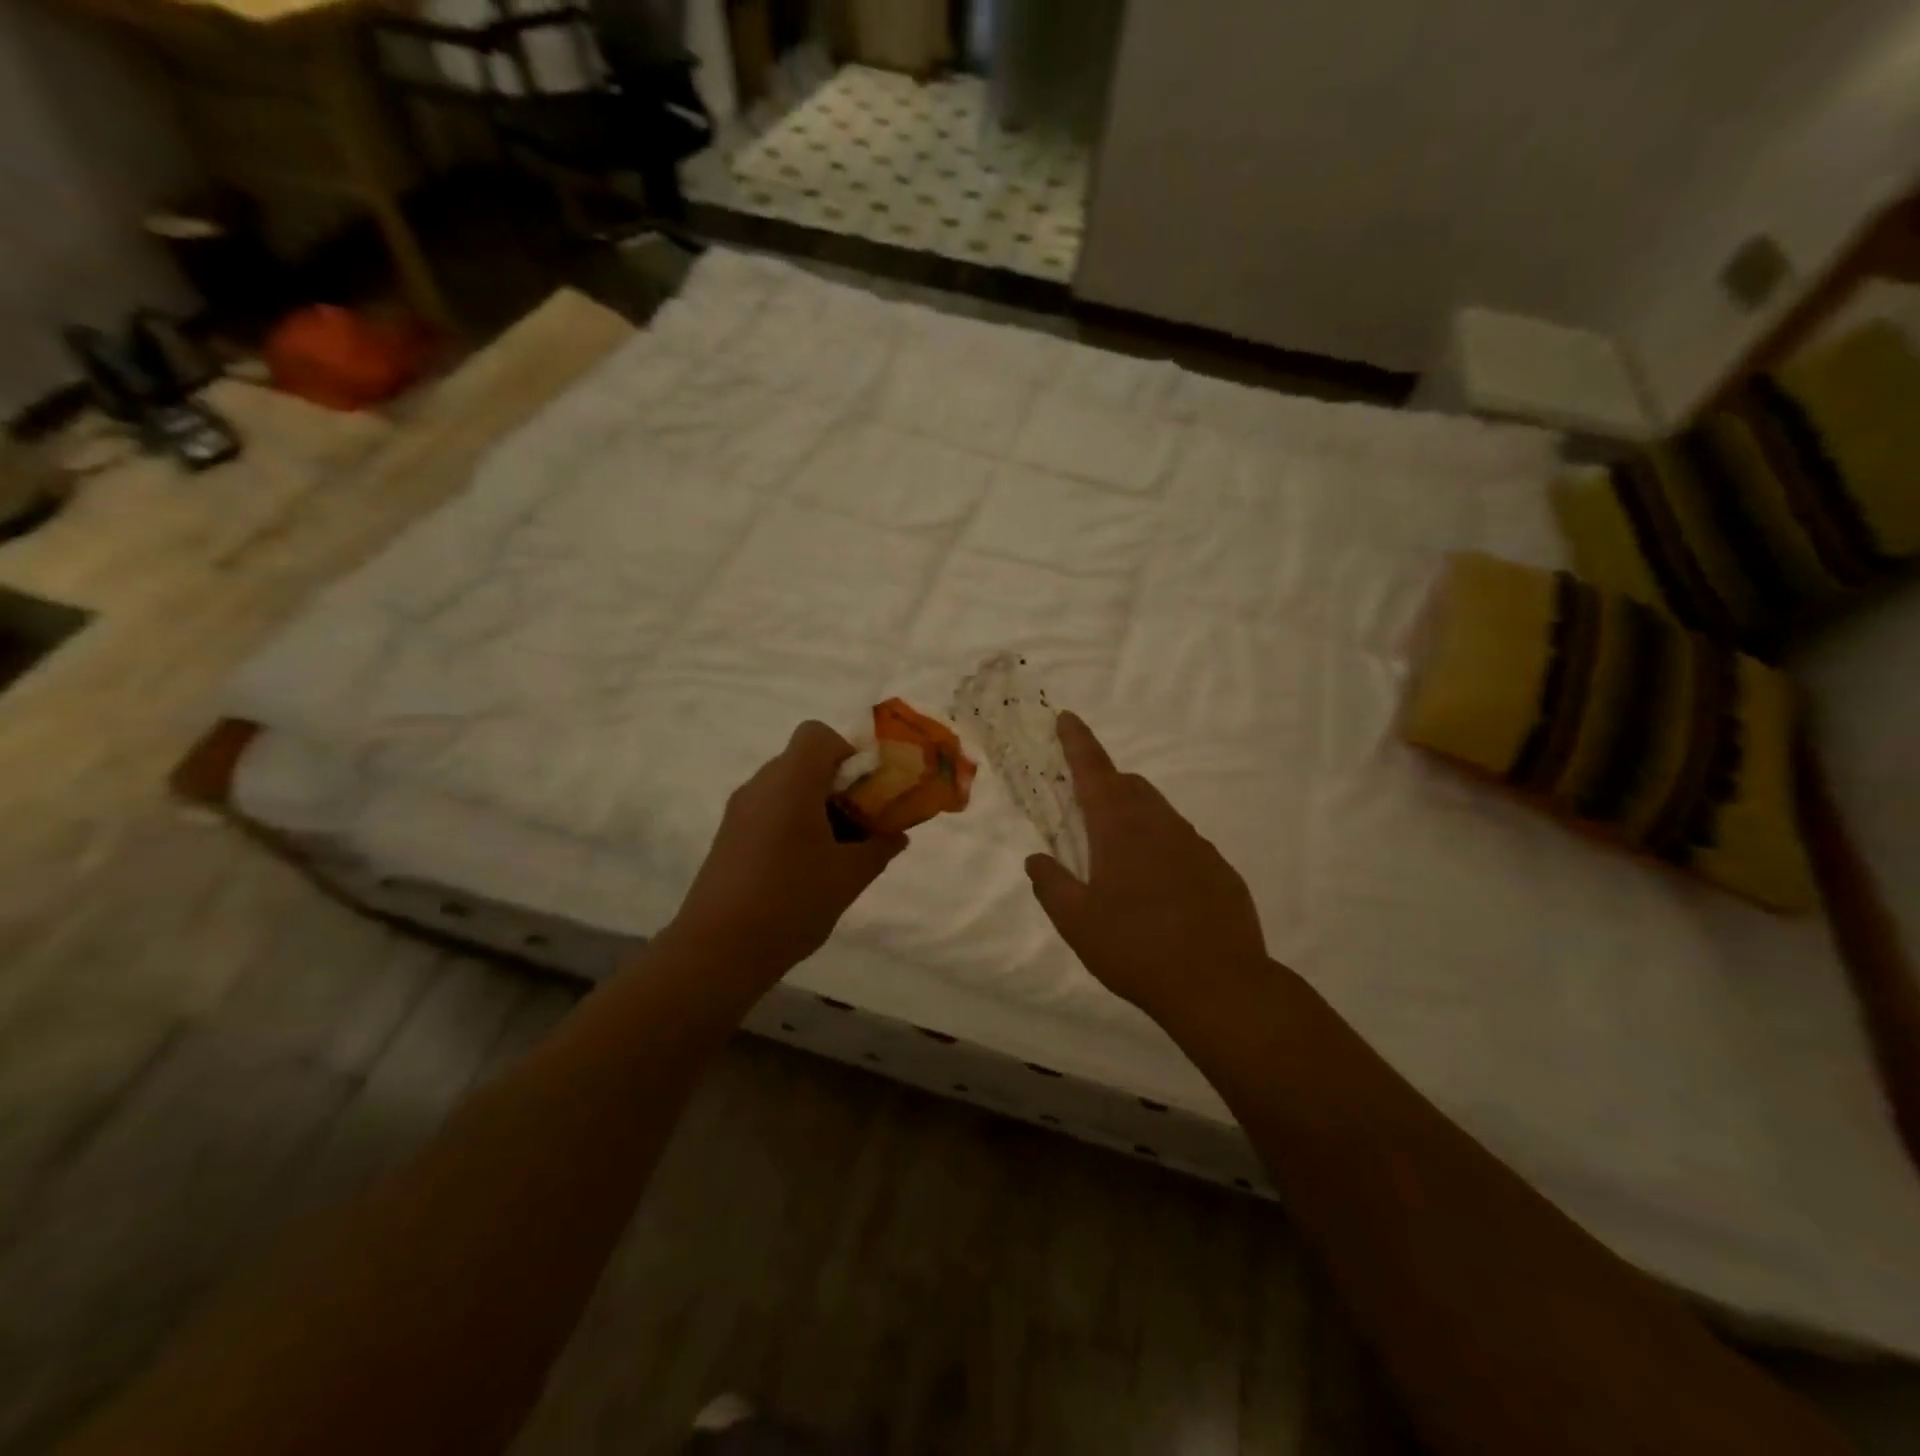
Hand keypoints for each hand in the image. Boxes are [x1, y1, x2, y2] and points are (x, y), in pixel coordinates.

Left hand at [670, 722, 907, 980]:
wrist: (717, 951)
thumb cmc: (790, 902)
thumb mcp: (848, 877)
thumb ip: (879, 848)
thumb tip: (897, 835)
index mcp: (791, 782)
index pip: (817, 734)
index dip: (848, 752)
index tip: (867, 790)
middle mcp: (760, 786)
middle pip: (803, 761)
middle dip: (838, 784)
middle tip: (862, 823)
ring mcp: (739, 812)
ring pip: (786, 788)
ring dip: (817, 806)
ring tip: (838, 851)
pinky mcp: (729, 837)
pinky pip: (769, 811)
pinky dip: (794, 823)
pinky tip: (807, 867)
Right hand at [1025, 713, 1270, 1023]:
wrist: (1219, 984)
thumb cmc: (1135, 947)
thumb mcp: (1076, 922)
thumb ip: (1051, 885)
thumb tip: (1036, 859)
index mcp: (1120, 828)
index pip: (1094, 770)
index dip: (1077, 742)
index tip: (1067, 717)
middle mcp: (1160, 824)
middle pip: (1130, 786)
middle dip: (1106, 785)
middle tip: (1087, 812)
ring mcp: (1196, 845)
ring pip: (1160, 814)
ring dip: (1135, 819)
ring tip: (1122, 862)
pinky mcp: (1220, 869)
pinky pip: (1184, 845)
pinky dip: (1164, 851)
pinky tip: (1161, 892)